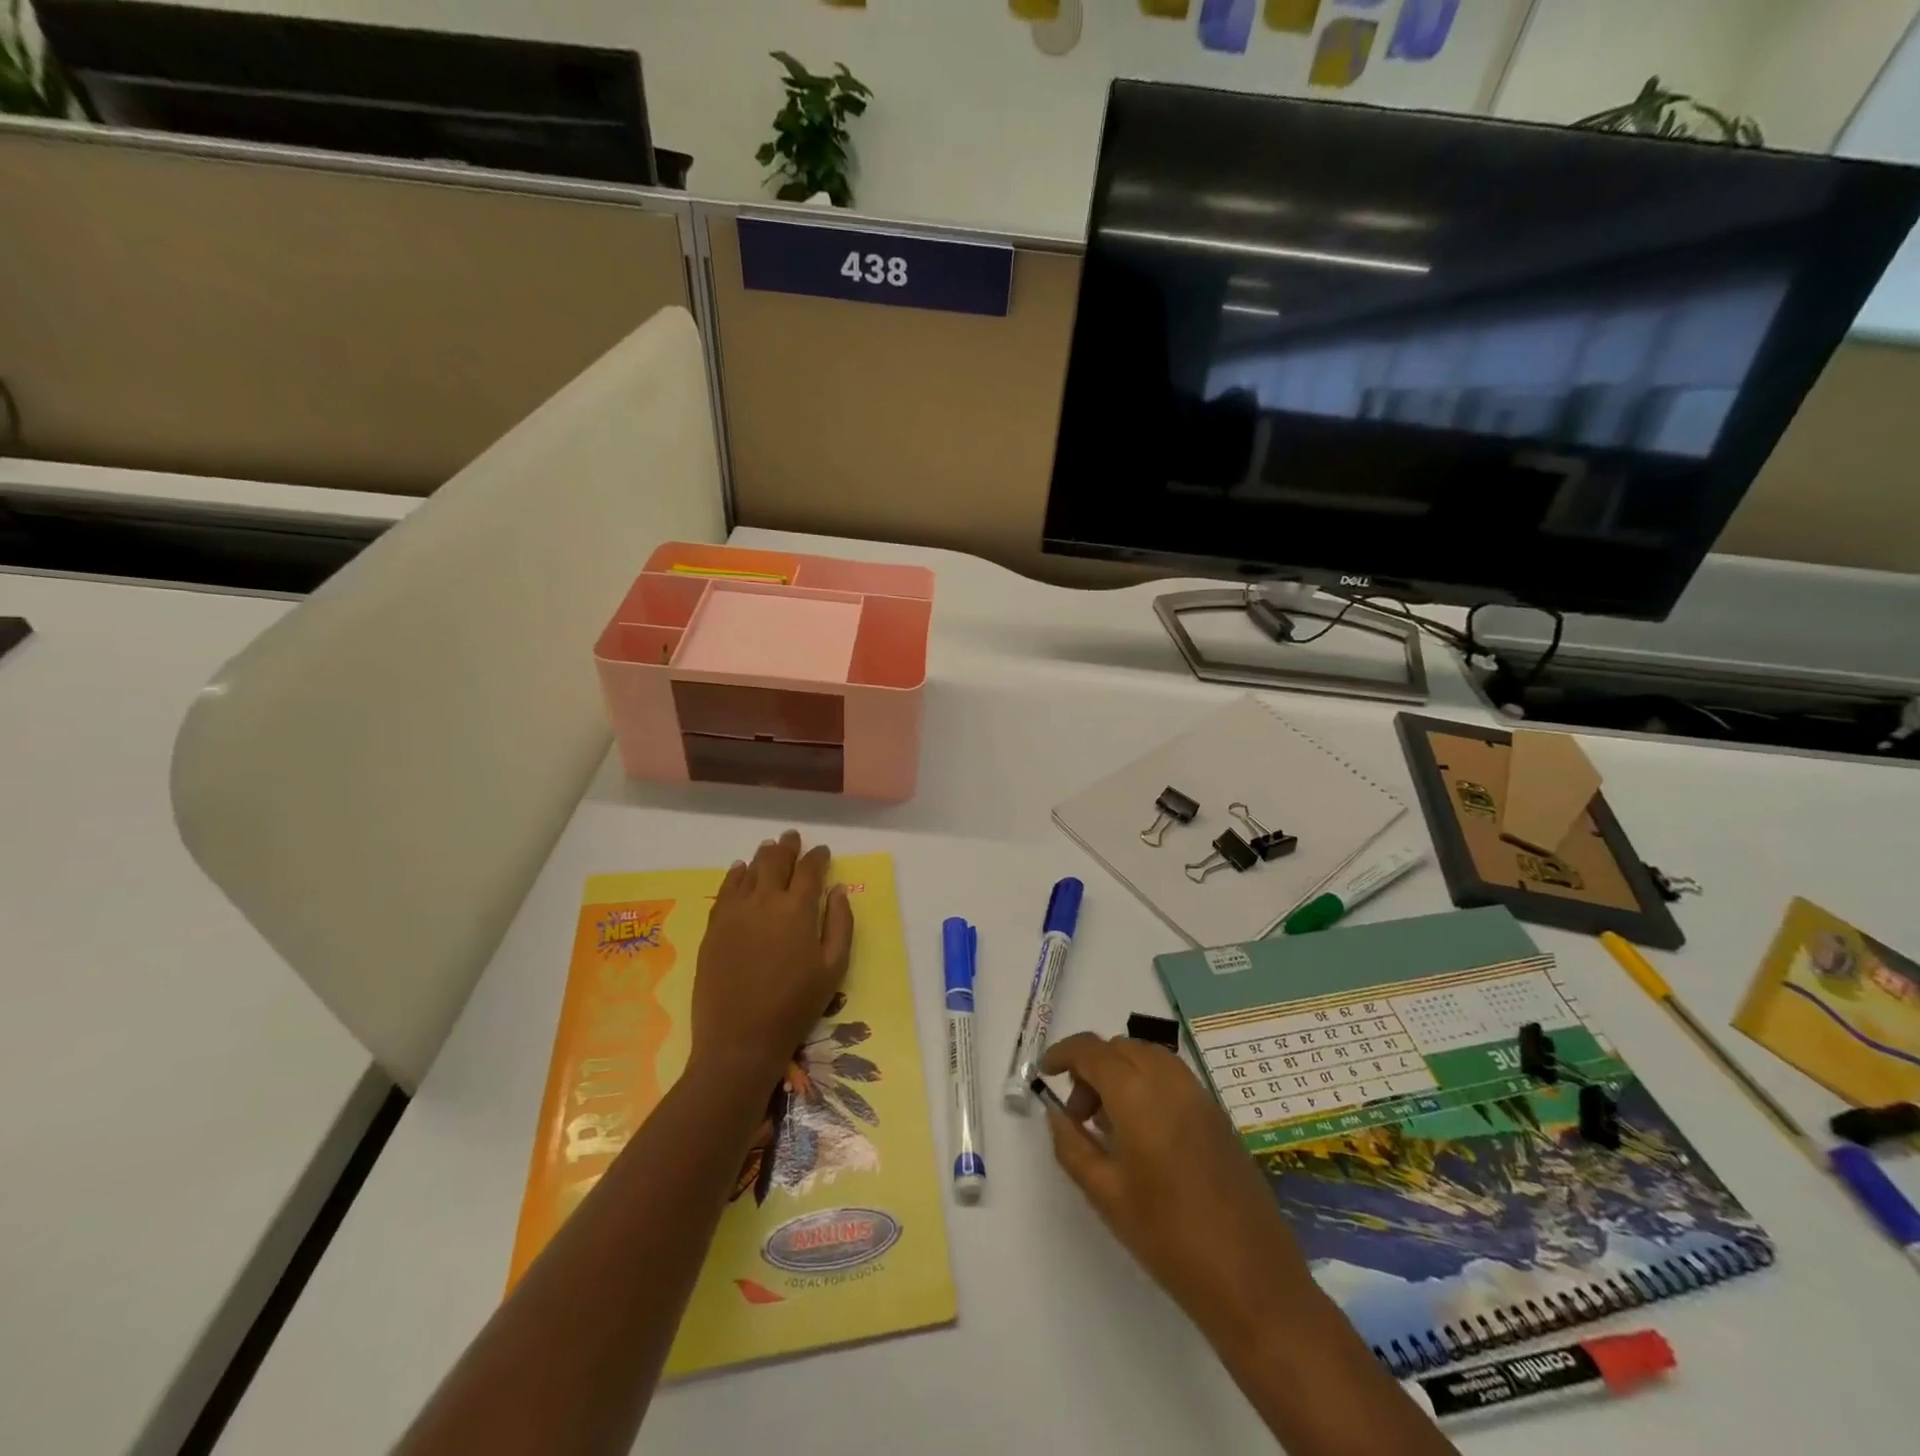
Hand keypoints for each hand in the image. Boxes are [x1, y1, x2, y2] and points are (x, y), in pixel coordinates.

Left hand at [691, 830, 853, 1091]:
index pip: (809, 870)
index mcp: (798, 909)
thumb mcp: (833, 968)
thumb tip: (837, 890)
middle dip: (787, 847)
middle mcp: (765, 901)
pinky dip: (734, 875)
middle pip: (776, 862)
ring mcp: (735, 912)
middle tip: (792, 837)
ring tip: (769, 846)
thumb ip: (840, 924)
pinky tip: (738, 869)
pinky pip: (725, 891)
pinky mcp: (714, 928)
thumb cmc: (795, 1005)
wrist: (740, 1039)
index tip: (822, 851)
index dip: (817, 857)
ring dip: (762, 856)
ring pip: (749, 871)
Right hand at [1040, 1033, 1316, 1351]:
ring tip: (1109, 1124)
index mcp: (1138, 1095)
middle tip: (1078, 1114)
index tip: (1045, 1073)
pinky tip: (1143, 1132)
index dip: (1063, 1053)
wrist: (1252, 1281)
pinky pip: (1172, 1077)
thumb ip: (1073, 1145)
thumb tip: (1056, 1113)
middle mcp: (1170, 1081)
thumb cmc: (1169, 1239)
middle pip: (1120, 1048)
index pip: (1091, 1050)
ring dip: (1120, 1072)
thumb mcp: (1106, 1195)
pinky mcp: (1217, 1114)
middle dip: (1091, 1068)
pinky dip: (1147, 1083)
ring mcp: (1199, 1095)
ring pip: (1148, 1056)